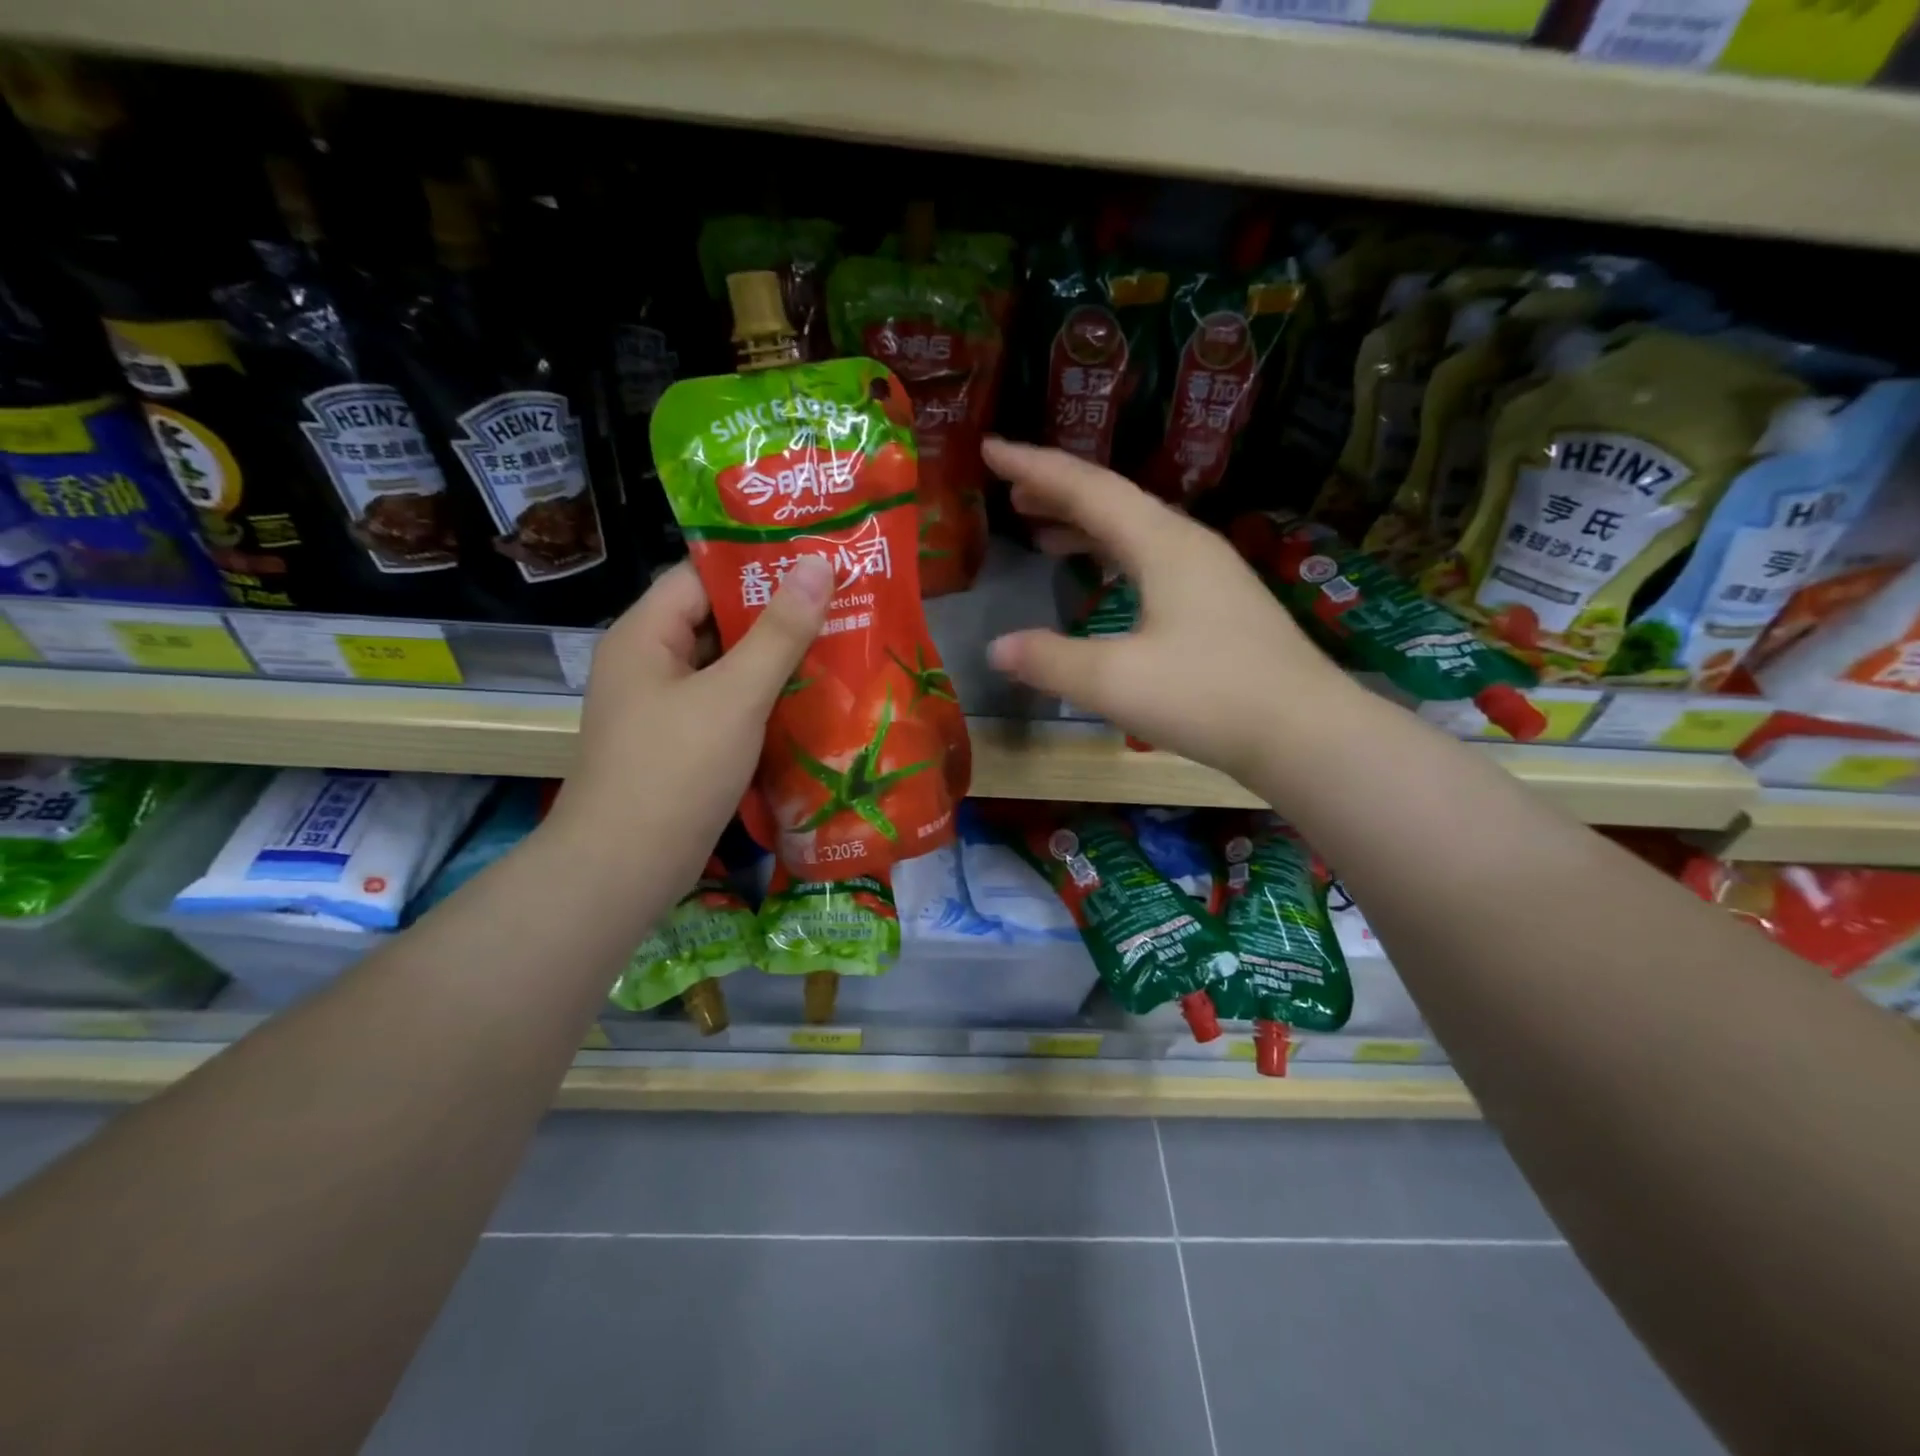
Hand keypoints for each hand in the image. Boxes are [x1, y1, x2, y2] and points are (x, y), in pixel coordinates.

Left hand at [545, 556, 832, 895]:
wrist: (626, 869)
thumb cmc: (676, 771)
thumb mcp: (735, 695)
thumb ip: (779, 632)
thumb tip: (819, 564)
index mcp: (646, 635)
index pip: (702, 575)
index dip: (757, 563)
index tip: (817, 559)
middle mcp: (650, 663)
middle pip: (717, 620)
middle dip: (777, 612)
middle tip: (842, 601)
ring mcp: (664, 707)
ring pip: (727, 666)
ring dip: (776, 658)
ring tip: (839, 643)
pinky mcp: (682, 744)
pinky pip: (728, 705)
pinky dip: (765, 698)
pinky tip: (812, 699)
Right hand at [983, 439, 1356, 782]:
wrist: (1305, 733)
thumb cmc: (1207, 696)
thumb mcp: (1114, 681)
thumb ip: (1050, 660)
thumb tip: (997, 648)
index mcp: (1162, 543)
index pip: (1087, 488)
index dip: (1034, 466)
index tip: (990, 448)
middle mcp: (1187, 545)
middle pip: (1113, 501)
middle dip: (1058, 493)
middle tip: (1011, 493)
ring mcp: (1209, 574)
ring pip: (1135, 532)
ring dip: (1086, 527)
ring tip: (1043, 534)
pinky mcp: (1218, 605)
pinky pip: (1152, 562)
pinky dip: (1114, 559)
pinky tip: (1105, 581)